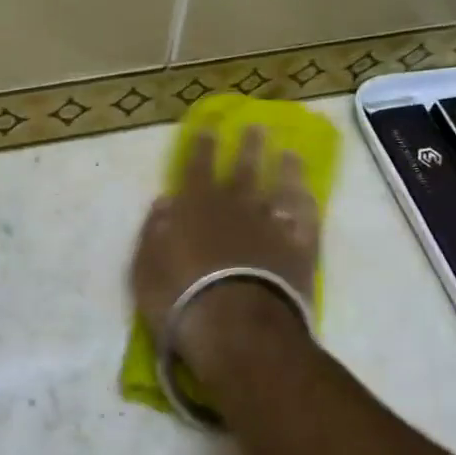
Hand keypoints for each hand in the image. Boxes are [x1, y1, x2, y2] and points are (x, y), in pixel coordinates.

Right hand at [130, 127, 319, 382]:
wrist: (236, 328)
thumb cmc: (180, 299)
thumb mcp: (146, 268)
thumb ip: (154, 231)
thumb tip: (165, 200)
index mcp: (196, 207)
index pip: (198, 167)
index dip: (203, 145)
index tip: (210, 126)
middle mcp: (236, 207)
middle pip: (243, 170)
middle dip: (248, 147)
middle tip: (257, 126)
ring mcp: (272, 226)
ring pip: (280, 189)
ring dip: (284, 170)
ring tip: (290, 154)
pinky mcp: (299, 249)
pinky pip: (306, 219)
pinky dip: (307, 205)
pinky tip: (309, 195)